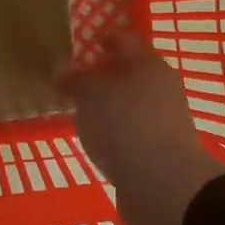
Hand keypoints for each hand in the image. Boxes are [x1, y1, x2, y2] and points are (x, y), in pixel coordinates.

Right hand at [57, 32, 224, 224]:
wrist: (162, 185)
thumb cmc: (125, 124)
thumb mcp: (91, 96)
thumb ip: (75, 80)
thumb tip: (59, 63)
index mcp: (149, 65)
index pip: (126, 41)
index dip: (105, 40)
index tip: (84, 45)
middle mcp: (163, 88)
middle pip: (132, 73)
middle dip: (106, 76)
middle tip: (77, 81)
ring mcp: (166, 121)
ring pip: (133, 104)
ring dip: (111, 106)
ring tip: (82, 113)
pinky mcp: (162, 150)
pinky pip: (134, 131)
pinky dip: (117, 131)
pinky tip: (99, 141)